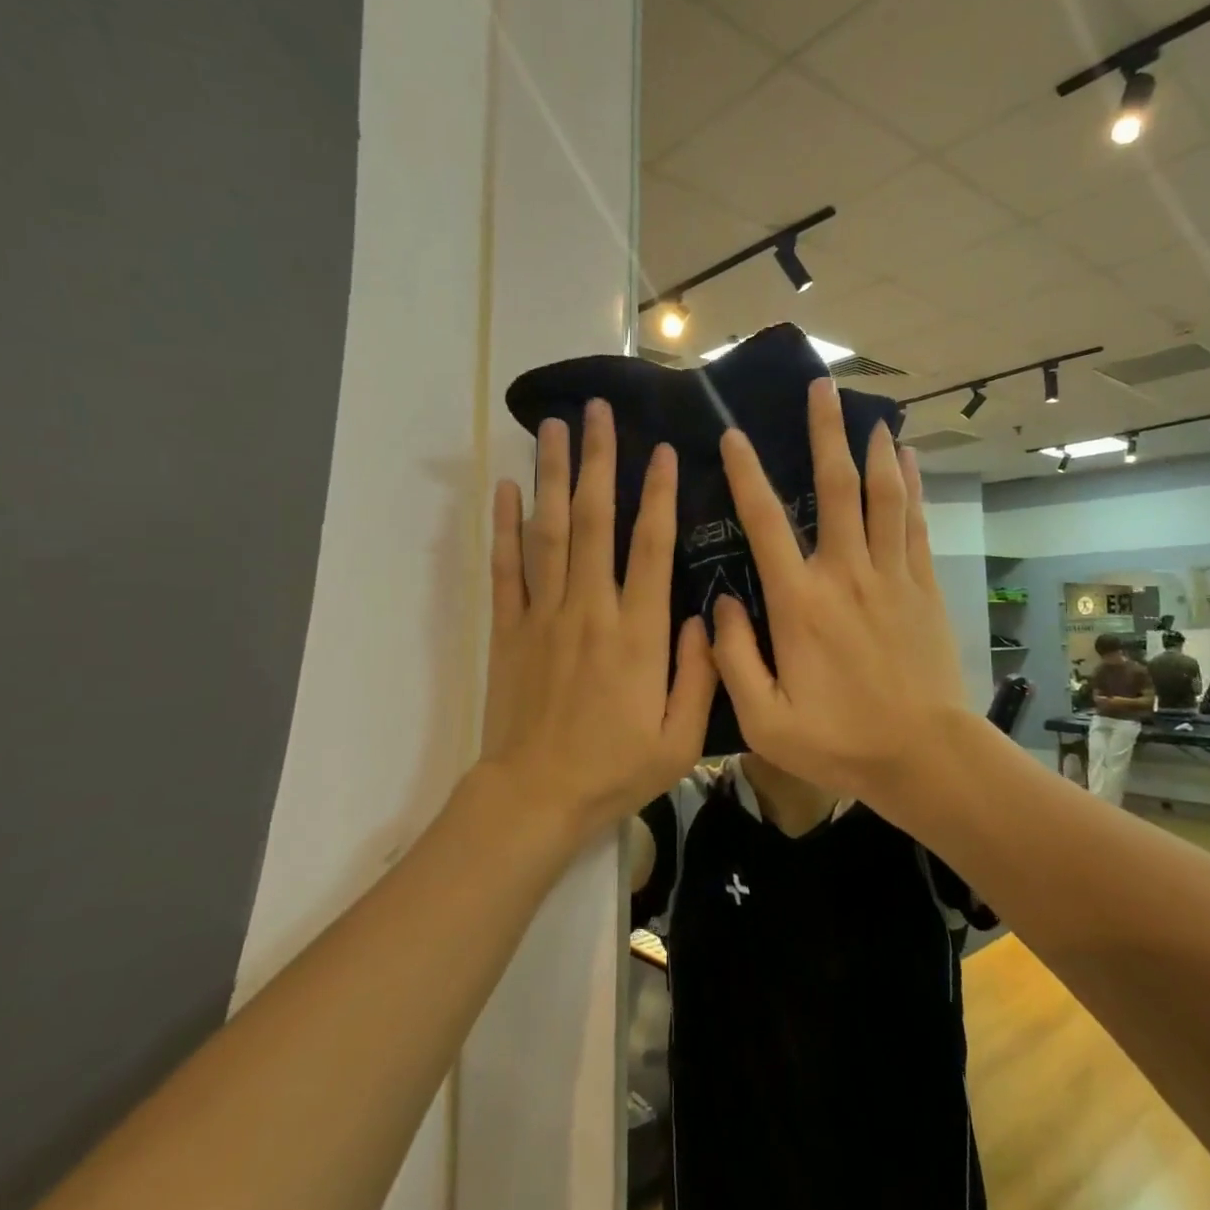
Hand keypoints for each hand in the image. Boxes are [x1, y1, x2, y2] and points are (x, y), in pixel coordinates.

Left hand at [479, 399, 715, 837]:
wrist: (535, 798)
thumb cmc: (614, 769)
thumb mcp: (680, 738)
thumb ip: (700, 672)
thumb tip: (705, 615)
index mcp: (637, 633)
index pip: (652, 547)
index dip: (660, 494)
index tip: (664, 450)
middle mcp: (590, 609)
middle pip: (594, 521)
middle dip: (599, 461)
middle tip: (599, 412)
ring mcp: (544, 615)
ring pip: (549, 532)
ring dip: (553, 476)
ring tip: (554, 427)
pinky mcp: (509, 628)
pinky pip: (505, 568)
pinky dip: (504, 526)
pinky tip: (507, 488)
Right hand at [709, 378, 973, 803]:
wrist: (925, 756)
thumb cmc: (841, 741)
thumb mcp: (766, 720)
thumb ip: (733, 659)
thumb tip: (720, 607)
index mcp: (800, 603)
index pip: (766, 523)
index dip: (746, 475)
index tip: (733, 436)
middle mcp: (846, 574)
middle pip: (836, 489)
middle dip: (825, 433)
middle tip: (821, 388)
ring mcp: (890, 576)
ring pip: (882, 496)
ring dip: (872, 449)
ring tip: (867, 411)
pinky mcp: (922, 586)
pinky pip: (914, 523)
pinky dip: (910, 486)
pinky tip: (906, 458)